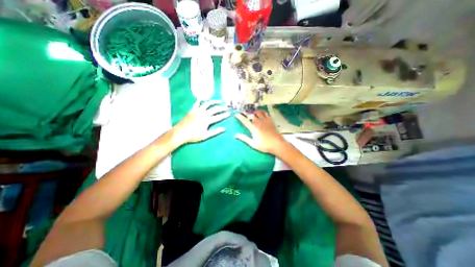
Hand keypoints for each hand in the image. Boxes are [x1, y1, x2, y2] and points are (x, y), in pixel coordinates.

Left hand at [172, 100, 230, 145]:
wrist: (180, 133)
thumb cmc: (193, 136)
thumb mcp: (205, 136)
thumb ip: (215, 132)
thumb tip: (223, 129)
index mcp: (207, 120)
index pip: (218, 117)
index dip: (224, 115)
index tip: (229, 113)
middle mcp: (203, 113)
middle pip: (215, 109)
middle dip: (222, 108)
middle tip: (227, 107)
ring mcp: (197, 111)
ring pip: (207, 104)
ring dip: (214, 102)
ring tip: (219, 101)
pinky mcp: (192, 110)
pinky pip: (196, 103)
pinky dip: (200, 100)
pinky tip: (202, 98)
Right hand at [233, 108, 285, 153]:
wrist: (277, 144)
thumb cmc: (264, 145)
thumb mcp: (253, 144)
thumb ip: (244, 138)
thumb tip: (236, 135)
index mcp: (253, 128)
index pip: (245, 120)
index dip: (240, 117)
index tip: (236, 114)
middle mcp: (258, 122)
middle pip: (251, 114)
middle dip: (246, 112)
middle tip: (244, 112)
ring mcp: (265, 120)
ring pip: (258, 112)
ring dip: (254, 111)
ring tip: (252, 112)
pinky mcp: (270, 120)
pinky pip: (265, 113)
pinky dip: (261, 111)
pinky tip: (261, 112)